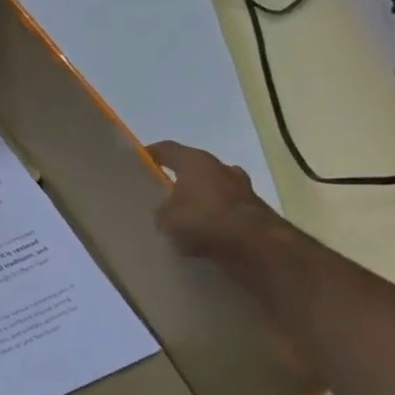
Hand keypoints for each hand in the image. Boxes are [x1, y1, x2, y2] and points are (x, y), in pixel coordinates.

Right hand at [148, 141, 284, 257]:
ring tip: (184, 221)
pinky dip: (215, 221)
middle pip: (194, 169)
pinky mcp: (255, 213)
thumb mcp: (165, 217)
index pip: (167, 149)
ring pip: (213, 191)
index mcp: (196, 161)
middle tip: (163, 196)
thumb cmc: (203, 219)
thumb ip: (161, 211)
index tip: (138, 162)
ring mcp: (242, 189)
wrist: (255, 245)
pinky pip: (226, 213)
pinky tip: (203, 238)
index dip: (151, 154)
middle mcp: (221, 168)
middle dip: (180, 181)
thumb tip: (165, 212)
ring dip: (200, 202)